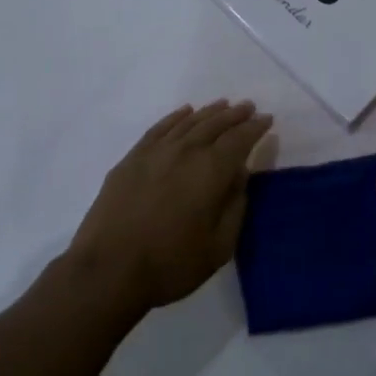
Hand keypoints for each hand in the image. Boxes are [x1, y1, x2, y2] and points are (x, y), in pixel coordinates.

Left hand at [64, 100, 273, 318]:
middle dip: (235, 114)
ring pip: (189, 122)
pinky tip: (184, 113)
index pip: (240, 139)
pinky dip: (176, 117)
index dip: (255, 127)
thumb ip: (235, 205)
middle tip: (248, 107)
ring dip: (209, 112)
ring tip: (223, 105)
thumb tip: (240, 174)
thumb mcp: (219, 246)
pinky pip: (160, 128)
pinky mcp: (132, 158)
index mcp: (211, 170)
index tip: (267, 120)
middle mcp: (186, 151)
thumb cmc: (171, 263)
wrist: (108, 270)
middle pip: (215, 123)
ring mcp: (156, 151)